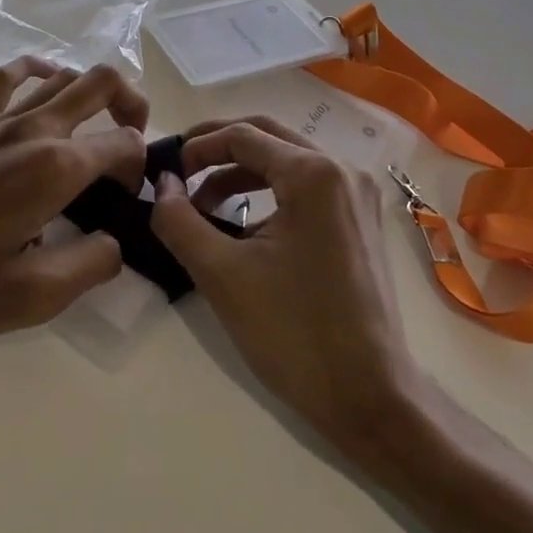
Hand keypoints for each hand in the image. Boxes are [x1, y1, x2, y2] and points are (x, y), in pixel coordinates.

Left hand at [0, 58, 142, 342]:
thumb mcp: (33, 297)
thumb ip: (92, 265)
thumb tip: (114, 242)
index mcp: (54, 167)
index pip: (123, 143)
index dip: (138, 168)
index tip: (124, 201)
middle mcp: (32, 128)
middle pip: (102, 82)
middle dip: (132, 104)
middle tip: (133, 141)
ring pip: (61, 75)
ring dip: (92, 91)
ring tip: (97, 124)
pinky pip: (9, 76)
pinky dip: (37, 70)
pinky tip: (44, 84)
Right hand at [150, 117, 417, 450]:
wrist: (370, 397)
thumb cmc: (293, 333)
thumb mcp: (222, 274)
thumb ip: (180, 220)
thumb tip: (162, 183)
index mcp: (315, 173)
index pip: (243, 135)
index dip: (197, 148)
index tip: (166, 174)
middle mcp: (343, 169)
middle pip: (268, 136)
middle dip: (218, 148)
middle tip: (179, 169)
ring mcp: (357, 193)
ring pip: (288, 159)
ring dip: (242, 172)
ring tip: (203, 205)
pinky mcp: (360, 218)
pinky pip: (307, 185)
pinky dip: (270, 191)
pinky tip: (243, 223)